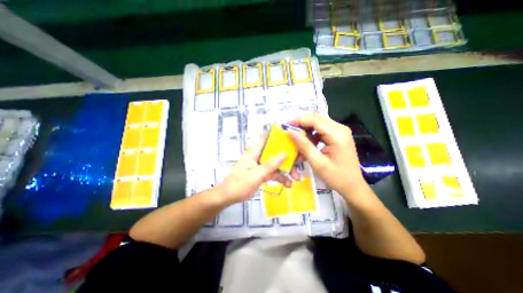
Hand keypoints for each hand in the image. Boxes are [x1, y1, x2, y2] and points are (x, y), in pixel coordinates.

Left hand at [217, 139, 290, 204]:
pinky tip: (288, 184)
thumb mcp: (256, 175)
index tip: (292, 138)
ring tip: (296, 178)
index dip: (278, 136)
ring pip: (277, 164)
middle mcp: (259, 156)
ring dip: (287, 170)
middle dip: (288, 158)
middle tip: (299, 163)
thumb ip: (270, 164)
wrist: (228, 197)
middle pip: (275, 152)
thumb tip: (285, 153)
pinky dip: (281, 178)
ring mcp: (261, 165)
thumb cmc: (239, 184)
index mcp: (254, 152)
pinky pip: (274, 173)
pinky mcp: (262, 173)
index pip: (266, 138)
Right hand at [288, 113, 364, 197]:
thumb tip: (290, 132)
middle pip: (316, 119)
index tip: (285, 125)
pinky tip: (307, 145)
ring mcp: (340, 131)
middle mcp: (340, 128)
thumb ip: (304, 146)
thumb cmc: (337, 177)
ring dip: (306, 131)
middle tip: (288, 132)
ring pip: (317, 124)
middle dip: (301, 125)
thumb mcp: (318, 163)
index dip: (298, 120)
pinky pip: (321, 131)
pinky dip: (311, 136)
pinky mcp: (338, 136)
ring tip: (297, 141)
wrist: (353, 186)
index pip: (314, 120)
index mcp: (337, 134)